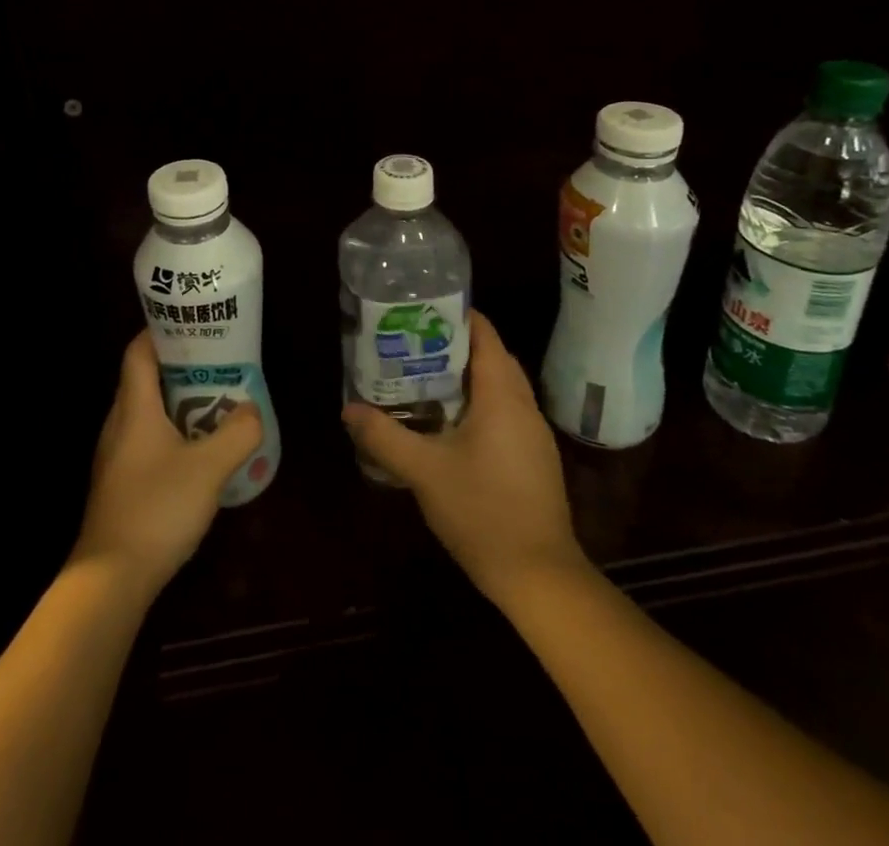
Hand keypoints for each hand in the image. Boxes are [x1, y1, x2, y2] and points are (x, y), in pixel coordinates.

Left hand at [71, 330, 262, 597]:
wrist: (111, 577)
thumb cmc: (157, 508)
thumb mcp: (208, 468)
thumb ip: (237, 434)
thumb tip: (252, 409)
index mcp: (134, 407)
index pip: (139, 351)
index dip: (161, 331)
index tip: (193, 324)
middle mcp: (119, 423)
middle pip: (145, 379)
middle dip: (181, 367)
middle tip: (218, 365)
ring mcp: (116, 454)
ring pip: (147, 412)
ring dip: (179, 403)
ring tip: (216, 404)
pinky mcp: (120, 481)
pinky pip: (147, 441)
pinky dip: (172, 433)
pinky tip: (198, 452)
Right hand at [343, 310, 589, 607]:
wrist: (540, 578)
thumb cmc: (482, 512)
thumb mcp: (423, 471)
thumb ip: (383, 436)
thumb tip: (348, 410)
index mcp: (502, 397)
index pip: (485, 335)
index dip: (456, 315)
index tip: (420, 310)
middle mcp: (523, 407)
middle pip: (492, 357)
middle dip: (455, 344)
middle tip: (411, 342)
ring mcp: (533, 435)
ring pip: (499, 387)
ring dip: (466, 376)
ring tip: (422, 375)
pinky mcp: (533, 459)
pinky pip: (504, 412)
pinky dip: (477, 403)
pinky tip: (447, 422)